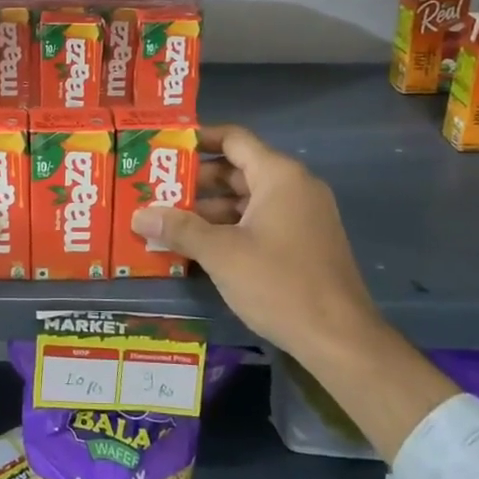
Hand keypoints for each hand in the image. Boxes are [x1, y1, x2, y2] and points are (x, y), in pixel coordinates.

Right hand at [131, 124, 382, 356]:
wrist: (340, 339)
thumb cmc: (279, 283)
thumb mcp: (221, 254)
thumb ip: (179, 229)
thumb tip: (138, 216)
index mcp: (279, 176)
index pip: (233, 139)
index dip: (198, 139)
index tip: (164, 148)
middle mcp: (295, 187)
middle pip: (238, 169)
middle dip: (196, 181)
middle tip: (156, 190)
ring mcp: (304, 216)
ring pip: (248, 199)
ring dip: (210, 209)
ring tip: (169, 222)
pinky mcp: (305, 243)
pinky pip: (261, 221)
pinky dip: (231, 227)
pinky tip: (200, 247)